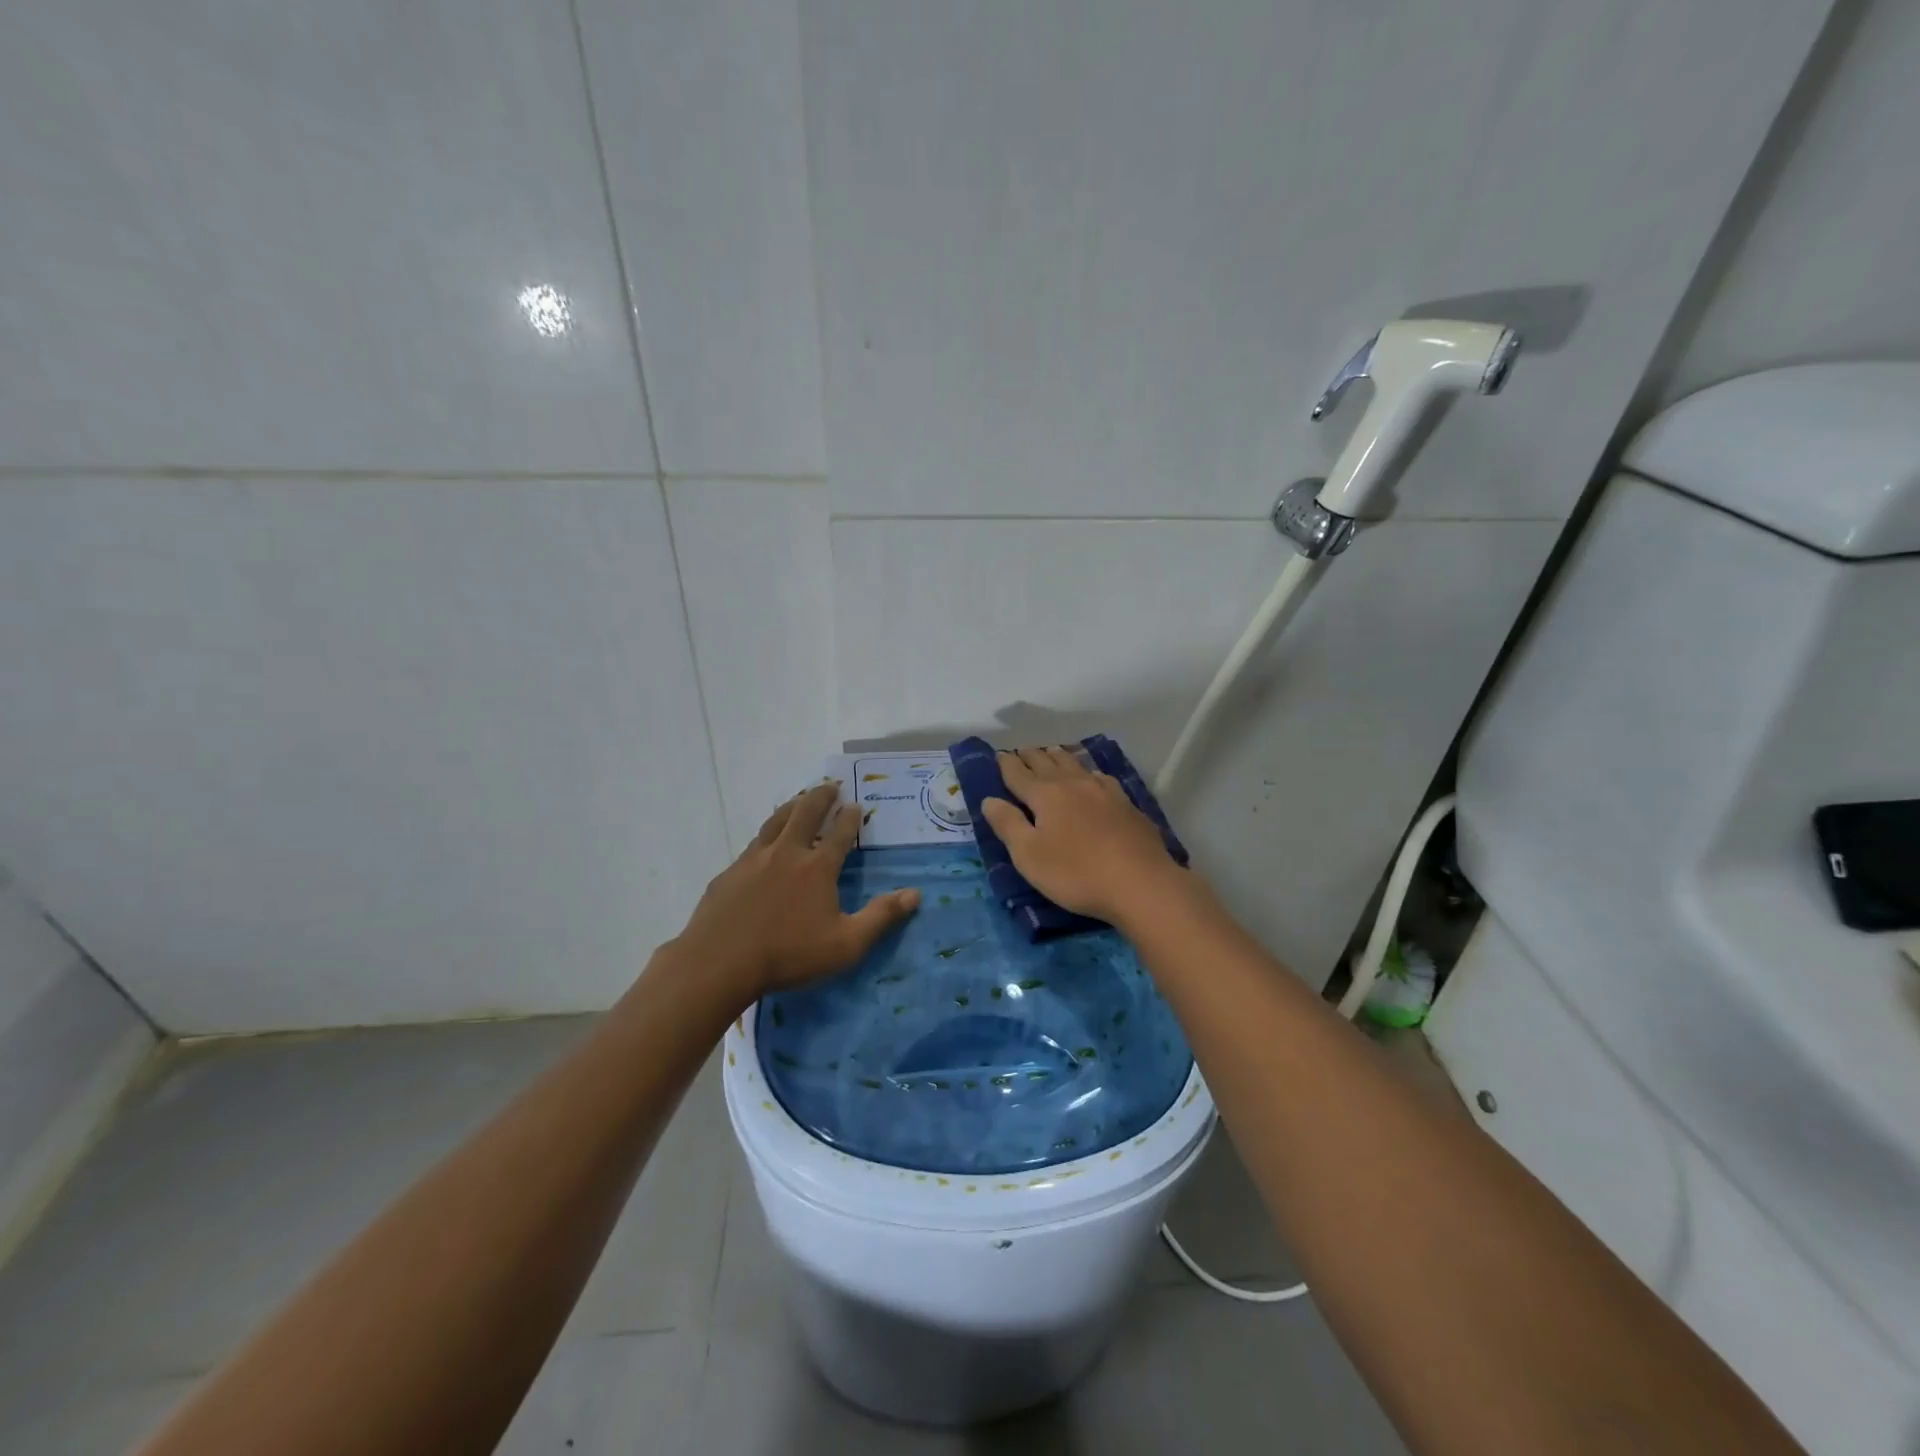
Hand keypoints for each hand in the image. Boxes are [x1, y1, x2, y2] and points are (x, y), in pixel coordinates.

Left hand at [675, 783, 919, 998]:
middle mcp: (787, 853)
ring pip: (776, 821)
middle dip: (821, 796)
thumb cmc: (788, 954)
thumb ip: (881, 917)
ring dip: (792, 806)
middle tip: (831, 785)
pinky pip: (753, 844)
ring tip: (800, 798)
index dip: (851, 818)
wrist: (719, 963)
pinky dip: (766, 834)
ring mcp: (754, 860)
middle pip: (805, 812)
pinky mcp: (730, 873)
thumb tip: (915, 894)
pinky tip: (764, 844)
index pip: (840, 833)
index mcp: (817, 867)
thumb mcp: (846, 944)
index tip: (856, 805)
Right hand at [979, 747, 1183, 925]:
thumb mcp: (1029, 856)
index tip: (998, 755)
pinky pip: (1100, 777)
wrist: (1141, 883)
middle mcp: (1073, 784)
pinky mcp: (1126, 803)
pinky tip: (1092, 776)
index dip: (1006, 764)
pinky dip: (1088, 771)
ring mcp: (1103, 791)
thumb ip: (1008, 825)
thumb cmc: (1076, 873)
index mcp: (1045, 795)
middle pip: (1047, 763)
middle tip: (1021, 751)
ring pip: (1075, 765)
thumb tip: (989, 799)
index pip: (1019, 774)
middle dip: (1031, 756)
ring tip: (1051, 751)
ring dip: (1058, 757)